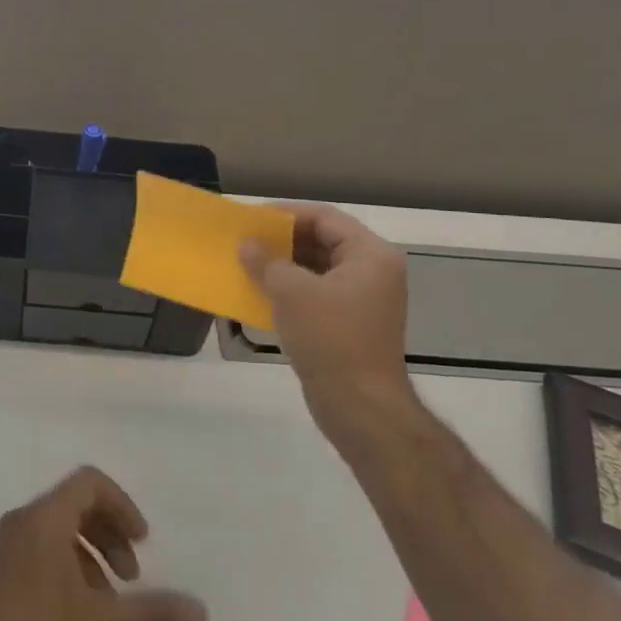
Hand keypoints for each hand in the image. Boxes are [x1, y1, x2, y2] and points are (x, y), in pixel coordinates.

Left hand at [0, 466, 207, 620]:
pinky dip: (65, 567)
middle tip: (131, 577)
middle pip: (75, 505)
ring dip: (89, 556)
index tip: (142, 543)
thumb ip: (153, 613)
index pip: (90, 482)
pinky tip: (73, 616)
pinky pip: (37, 550)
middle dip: (110, 535)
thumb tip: (201, 611)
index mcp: (45, 517)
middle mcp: (21, 520)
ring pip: (56, 531)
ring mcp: (2, 546)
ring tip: (106, 604)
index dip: (122, 506)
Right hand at [239, 203, 418, 437]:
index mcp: (370, 255)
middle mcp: (373, 272)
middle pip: (323, 241)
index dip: (286, 214)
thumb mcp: (291, 292)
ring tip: (247, 264)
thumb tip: (247, 244)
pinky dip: (291, 291)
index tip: (252, 218)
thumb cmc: (330, 338)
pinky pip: (317, 295)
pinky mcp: (351, 325)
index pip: (325, 218)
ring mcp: (364, 300)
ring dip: (283, 266)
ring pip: (318, 269)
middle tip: (246, 241)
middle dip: (283, 241)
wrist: (360, 406)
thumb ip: (267, 261)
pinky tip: (261, 294)